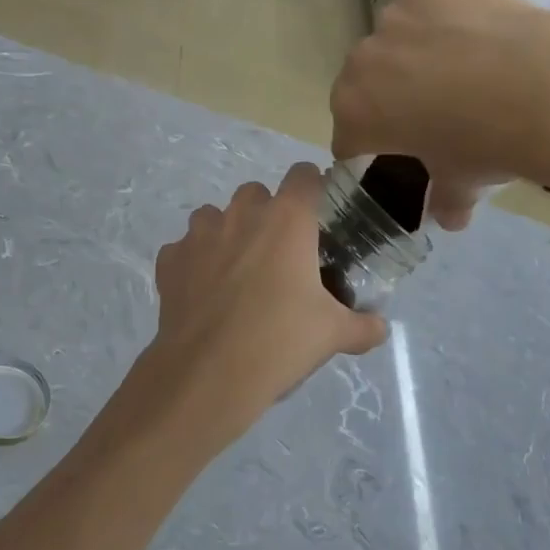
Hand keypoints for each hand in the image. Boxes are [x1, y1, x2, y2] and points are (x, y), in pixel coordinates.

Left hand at [144, 164, 386, 453]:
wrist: (208, 374)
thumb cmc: (280, 341)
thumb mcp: (333, 334)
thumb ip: (363, 325)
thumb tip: (379, 327)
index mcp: (287, 219)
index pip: (304, 175)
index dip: (313, 189)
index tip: (317, 216)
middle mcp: (241, 214)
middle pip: (256, 193)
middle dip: (267, 214)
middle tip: (279, 254)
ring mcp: (199, 234)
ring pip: (214, 215)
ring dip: (227, 232)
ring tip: (237, 272)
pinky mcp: (170, 259)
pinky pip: (184, 248)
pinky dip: (194, 262)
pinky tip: (203, 292)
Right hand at [331, 0, 549, 228]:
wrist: (545, 88)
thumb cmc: (488, 145)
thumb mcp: (462, 182)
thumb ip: (445, 200)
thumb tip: (450, 218)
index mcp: (354, 112)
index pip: (347, 135)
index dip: (370, 146)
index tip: (396, 150)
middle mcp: (360, 60)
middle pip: (365, 81)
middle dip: (389, 94)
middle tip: (433, 107)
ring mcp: (392, 16)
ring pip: (396, 37)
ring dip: (415, 50)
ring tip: (464, 63)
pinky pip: (425, 1)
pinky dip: (443, 13)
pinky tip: (477, 29)